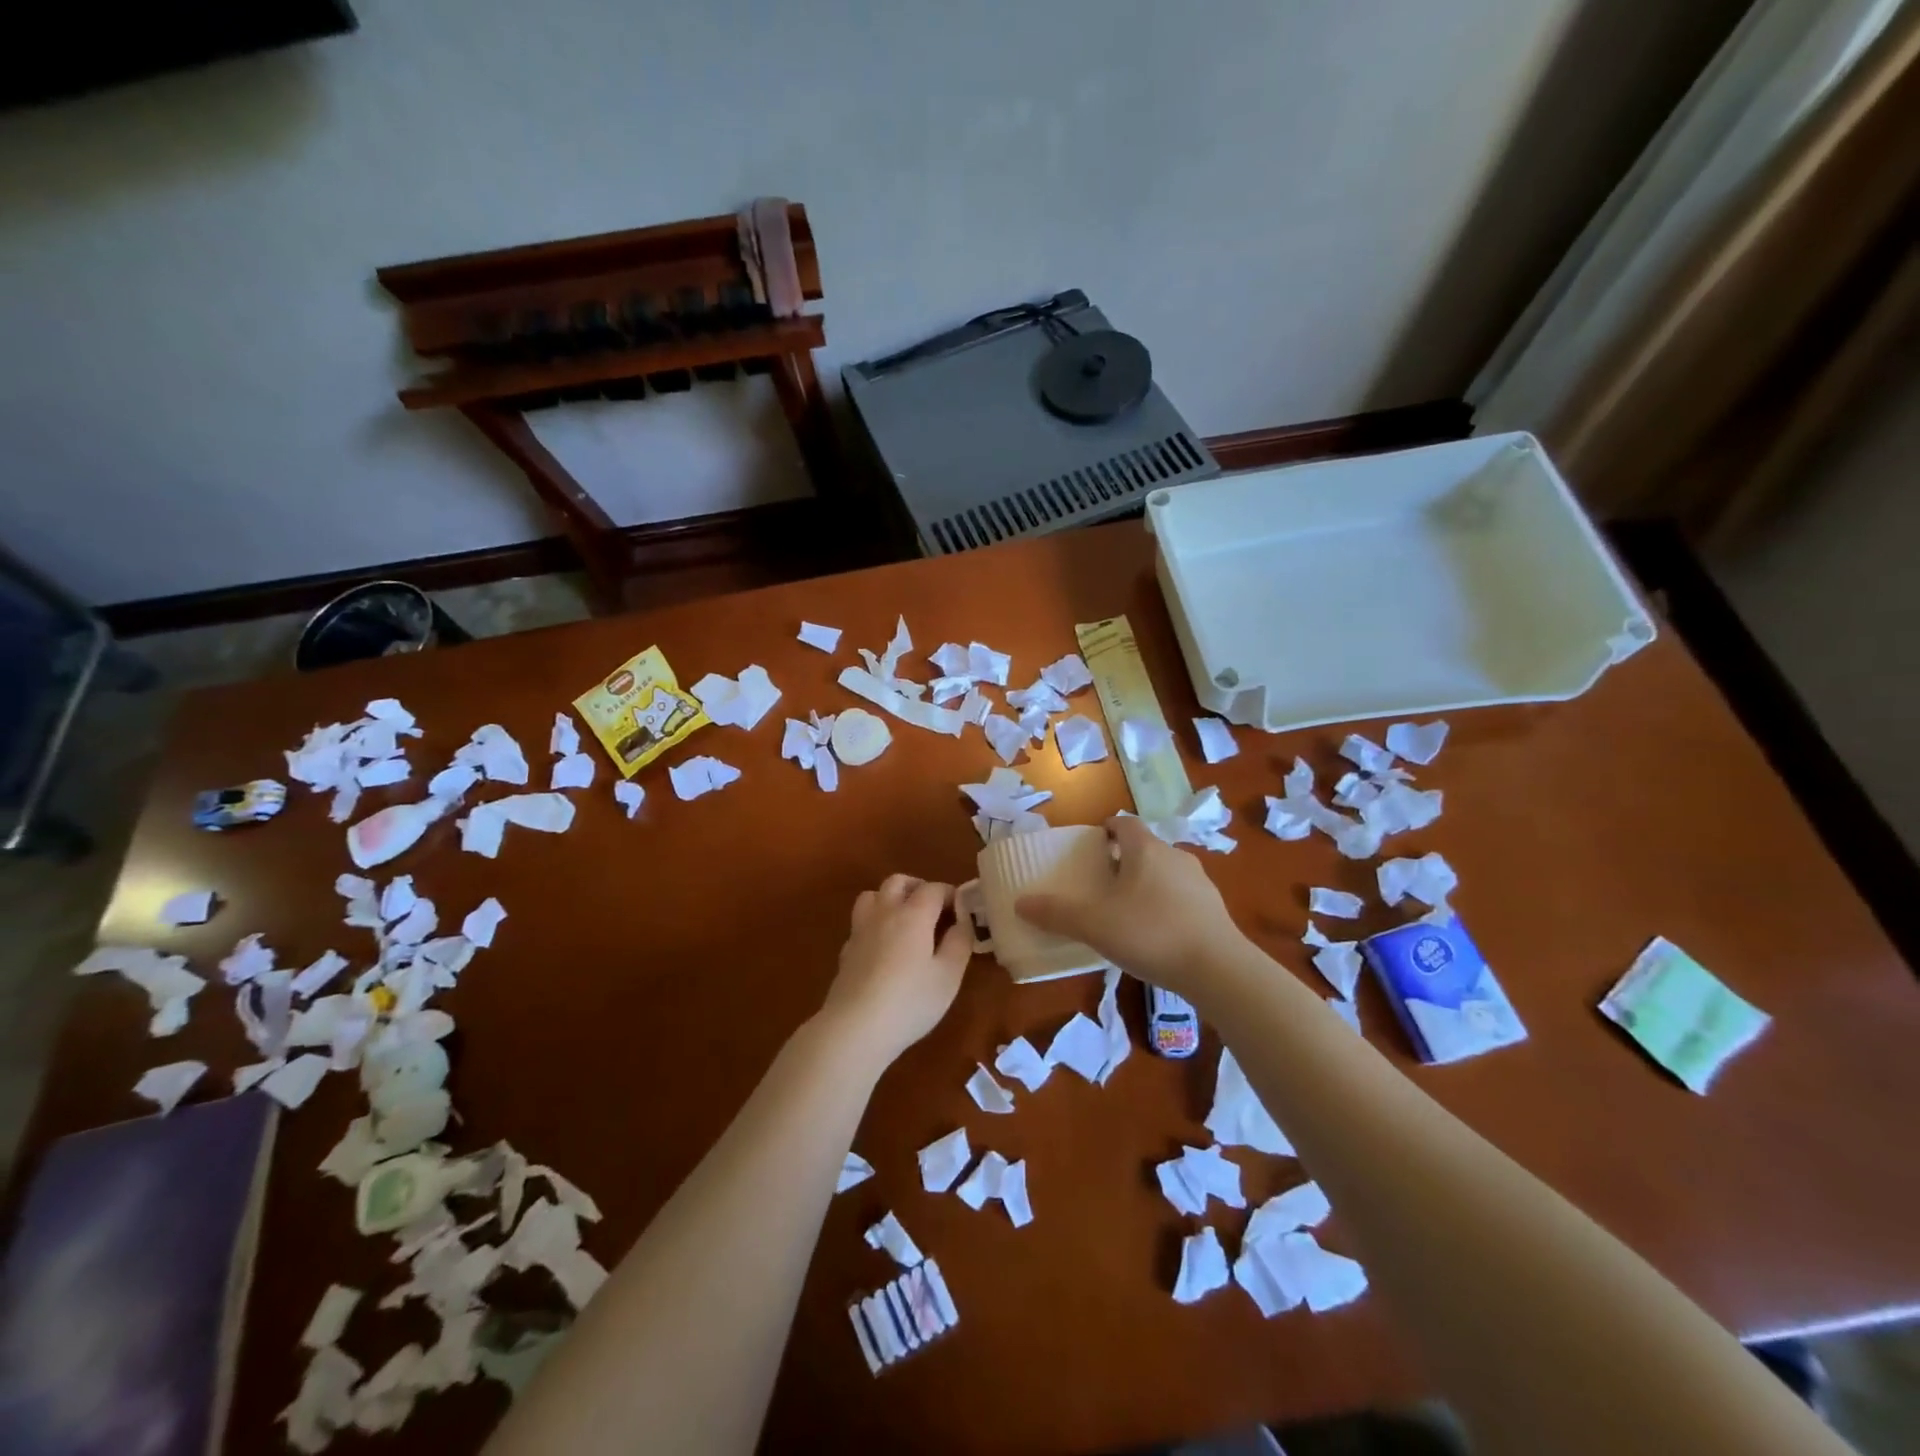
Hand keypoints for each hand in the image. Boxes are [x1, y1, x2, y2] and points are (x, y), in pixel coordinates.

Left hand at [818, 875, 972, 1069]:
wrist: (855, 1028)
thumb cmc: (910, 1001)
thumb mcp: (948, 976)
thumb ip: (959, 943)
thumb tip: (963, 921)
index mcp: (913, 914)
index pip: (934, 889)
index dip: (952, 895)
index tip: (963, 911)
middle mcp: (884, 913)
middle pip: (898, 882)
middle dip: (918, 887)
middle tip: (934, 910)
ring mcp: (860, 930)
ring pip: (872, 896)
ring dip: (890, 899)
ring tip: (905, 920)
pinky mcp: (846, 951)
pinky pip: (861, 923)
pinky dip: (875, 924)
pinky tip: (883, 947)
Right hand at [1017, 815, 1246, 997]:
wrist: (1219, 969)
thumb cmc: (1150, 933)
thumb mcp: (1094, 924)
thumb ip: (1056, 913)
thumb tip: (1021, 903)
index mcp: (1146, 849)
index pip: (1125, 823)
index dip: (1107, 829)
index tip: (1091, 846)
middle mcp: (1175, 856)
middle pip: (1145, 848)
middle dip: (1123, 860)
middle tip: (1101, 883)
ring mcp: (1200, 882)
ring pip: (1165, 873)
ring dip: (1146, 884)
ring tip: (1127, 911)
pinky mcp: (1215, 909)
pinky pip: (1182, 897)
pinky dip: (1166, 906)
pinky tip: (1156, 934)